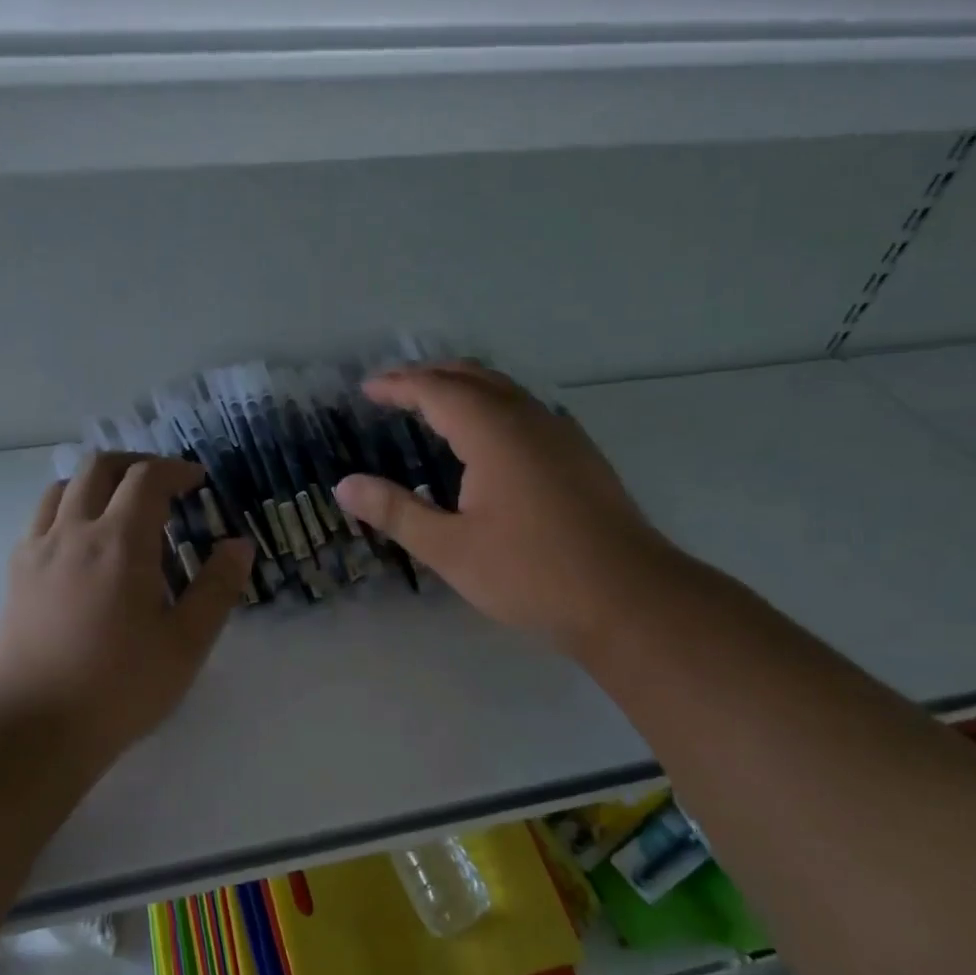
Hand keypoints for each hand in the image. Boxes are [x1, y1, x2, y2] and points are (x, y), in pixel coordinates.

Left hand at [0, 453, 254, 758]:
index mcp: (120, 542)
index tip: (197, 482)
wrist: (33, 728)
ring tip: (120, 508)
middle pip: (99, 467)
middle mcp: (75, 531)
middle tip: (162, 485)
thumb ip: (217, 588)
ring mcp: (38, 550)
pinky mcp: (16, 574)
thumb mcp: (186, 643)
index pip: (146, 477)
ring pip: (63, 487)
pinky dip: (67, 509)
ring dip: (97, 482)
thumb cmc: (119, 686)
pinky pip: (41, 518)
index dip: (176, 470)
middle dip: (135, 464)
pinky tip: (82, 544)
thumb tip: (239, 544)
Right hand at [333, 364, 671, 651]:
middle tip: (393, 388)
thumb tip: (344, 486)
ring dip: (463, 387)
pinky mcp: (580, 455)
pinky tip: (486, 437)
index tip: (367, 389)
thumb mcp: (451, 548)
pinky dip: (491, 406)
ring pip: (504, 390)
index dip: (398, 385)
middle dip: (429, 375)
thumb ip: (396, 512)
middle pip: (472, 377)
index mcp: (494, 432)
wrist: (630, 599)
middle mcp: (529, 419)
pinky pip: (525, 409)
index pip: (436, 390)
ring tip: (432, 403)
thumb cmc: (532, 573)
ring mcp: (561, 434)